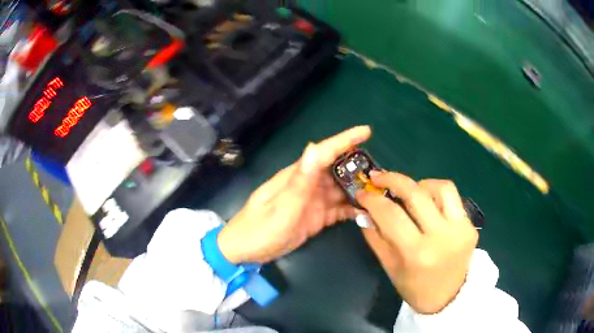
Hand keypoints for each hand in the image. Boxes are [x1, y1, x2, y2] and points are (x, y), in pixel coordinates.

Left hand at [217, 126, 370, 263]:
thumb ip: (301, 179)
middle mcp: (309, 185)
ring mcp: (313, 201)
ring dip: (358, 190)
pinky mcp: (317, 217)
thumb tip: (315, 146)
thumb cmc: (261, 227)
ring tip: (380, 192)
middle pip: (338, 171)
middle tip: (382, 172)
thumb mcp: (282, 204)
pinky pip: (339, 210)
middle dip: (358, 169)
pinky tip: (366, 212)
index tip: (367, 132)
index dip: (346, 140)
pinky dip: (352, 209)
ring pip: (341, 190)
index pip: (325, 152)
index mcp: (299, 176)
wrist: (247, 250)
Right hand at [357, 172, 477, 313]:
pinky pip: (453, 197)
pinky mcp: (470, 225)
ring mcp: (460, 229)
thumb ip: (375, 237)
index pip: (391, 215)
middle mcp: (441, 237)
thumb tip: (363, 211)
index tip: (361, 193)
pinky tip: (428, 202)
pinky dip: (436, 192)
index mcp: (417, 253)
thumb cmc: (415, 288)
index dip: (372, 200)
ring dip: (419, 184)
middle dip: (393, 179)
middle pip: (416, 194)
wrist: (449, 297)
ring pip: (440, 187)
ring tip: (408, 192)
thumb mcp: (390, 267)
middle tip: (378, 178)